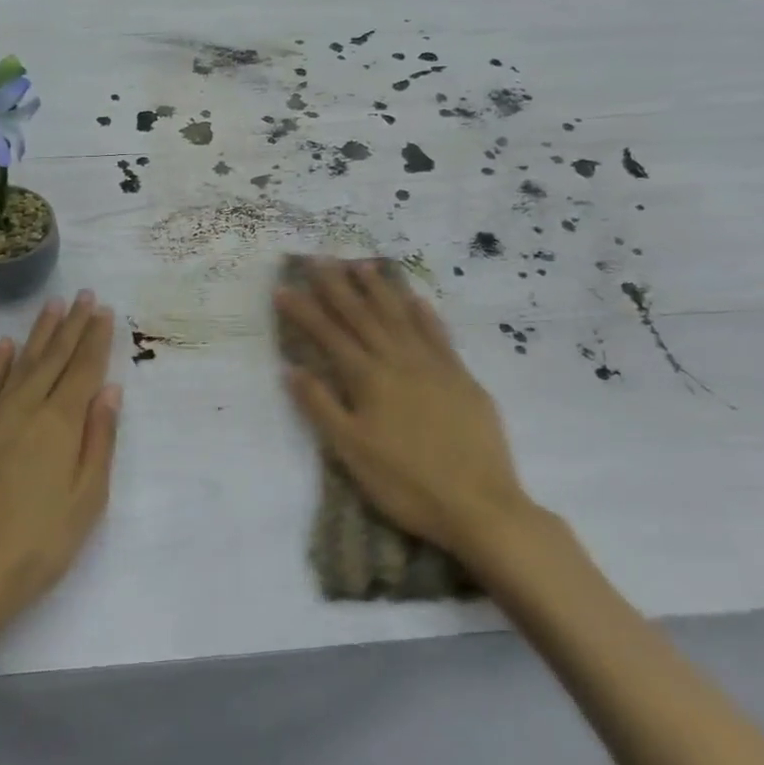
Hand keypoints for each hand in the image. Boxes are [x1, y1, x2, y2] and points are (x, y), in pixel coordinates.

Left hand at [0, 291, 121, 639]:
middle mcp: (25, 408)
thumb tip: (109, 390)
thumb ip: (100, 441)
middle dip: (73, 325)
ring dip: (39, 333)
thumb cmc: (36, 546)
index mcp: (60, 424)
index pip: (83, 369)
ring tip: (54, 305)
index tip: (105, 310)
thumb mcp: (86, 502)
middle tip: (86, 295)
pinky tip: (5, 345)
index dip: (96, 339)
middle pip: (54, 357)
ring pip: (20, 362)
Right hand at [276, 259, 535, 566]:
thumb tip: (291, 368)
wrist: (480, 505)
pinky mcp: (462, 377)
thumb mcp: (351, 451)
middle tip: (319, 259)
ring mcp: (434, 365)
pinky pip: (439, 334)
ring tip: (361, 265)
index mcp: (368, 378)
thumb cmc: (406, 483)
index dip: (304, 310)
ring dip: (379, 289)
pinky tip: (416, 299)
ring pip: (400, 316)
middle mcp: (399, 360)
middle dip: (337, 286)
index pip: (329, 335)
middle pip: (362, 315)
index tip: (283, 288)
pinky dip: (424, 314)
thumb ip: (321, 406)